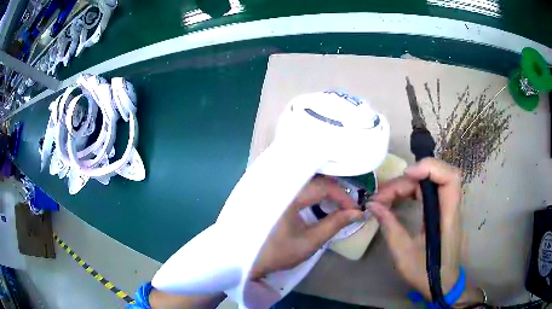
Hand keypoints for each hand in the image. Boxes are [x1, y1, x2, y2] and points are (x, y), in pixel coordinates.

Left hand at [251, 176, 363, 278]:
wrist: (245, 259)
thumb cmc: (277, 252)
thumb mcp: (309, 242)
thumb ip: (334, 224)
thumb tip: (357, 213)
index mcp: (288, 195)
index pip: (323, 186)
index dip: (342, 197)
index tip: (355, 209)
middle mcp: (280, 184)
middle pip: (315, 178)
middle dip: (335, 191)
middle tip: (347, 205)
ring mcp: (273, 186)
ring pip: (305, 179)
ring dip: (323, 189)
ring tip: (335, 203)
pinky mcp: (270, 191)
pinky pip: (296, 184)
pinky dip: (310, 191)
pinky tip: (317, 201)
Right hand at [370, 158, 482, 305]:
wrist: (442, 283)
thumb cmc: (426, 273)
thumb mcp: (404, 254)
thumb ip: (390, 226)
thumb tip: (373, 205)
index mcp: (447, 217)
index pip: (450, 178)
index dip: (430, 168)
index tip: (406, 175)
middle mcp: (451, 207)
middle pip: (436, 176)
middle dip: (408, 179)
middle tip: (384, 195)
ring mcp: (448, 207)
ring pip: (431, 180)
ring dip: (409, 183)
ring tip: (386, 196)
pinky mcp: (442, 210)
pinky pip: (429, 190)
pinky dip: (413, 189)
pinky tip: (399, 197)